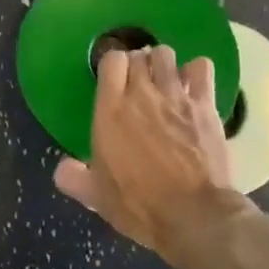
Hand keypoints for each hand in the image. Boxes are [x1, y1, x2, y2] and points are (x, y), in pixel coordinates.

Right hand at [53, 45, 253, 257]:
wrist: (192, 214)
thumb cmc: (137, 204)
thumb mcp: (95, 196)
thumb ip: (73, 177)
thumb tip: (62, 168)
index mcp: (110, 111)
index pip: (111, 61)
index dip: (111, 66)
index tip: (112, 82)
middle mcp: (142, 95)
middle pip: (139, 54)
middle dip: (137, 64)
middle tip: (137, 85)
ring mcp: (176, 97)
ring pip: (166, 55)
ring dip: (162, 64)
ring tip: (163, 82)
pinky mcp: (205, 106)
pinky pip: (201, 68)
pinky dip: (195, 72)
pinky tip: (192, 88)